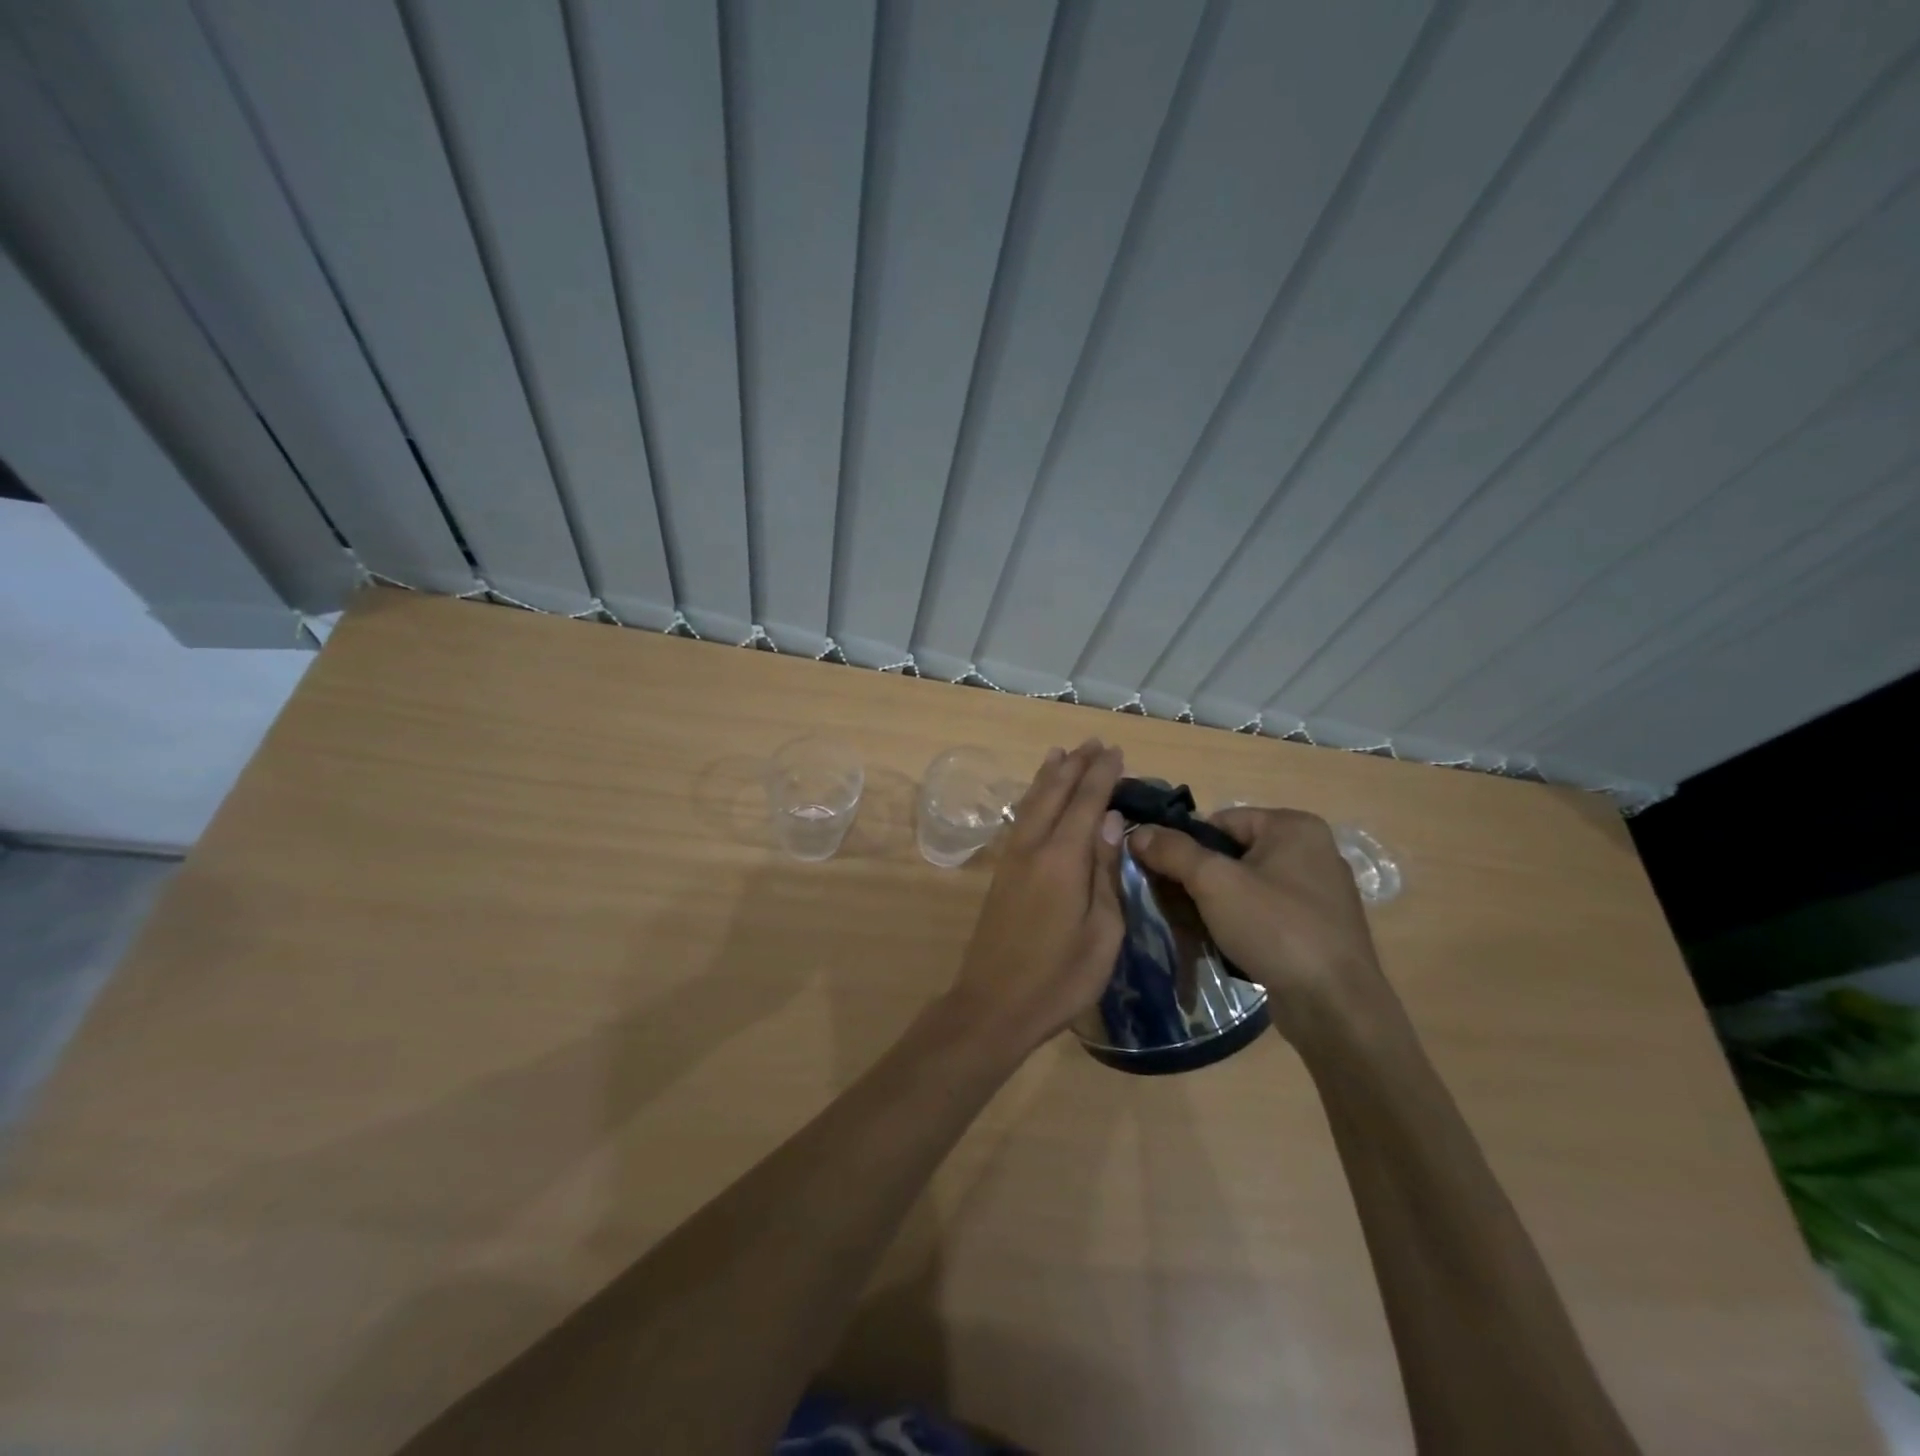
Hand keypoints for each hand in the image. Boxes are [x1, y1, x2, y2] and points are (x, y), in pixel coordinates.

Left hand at [943, 740, 1127, 1054]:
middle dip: (1076, 766)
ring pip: (1032, 803)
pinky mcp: (1002, 874)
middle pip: (1055, 794)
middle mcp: (1033, 848)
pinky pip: (1021, 820)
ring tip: (1061, 752)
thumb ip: (1105, 871)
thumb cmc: (1060, 978)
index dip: (1102, 775)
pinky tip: (1036, 797)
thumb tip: (1110, 821)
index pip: (1086, 803)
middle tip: (1094, 743)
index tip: (1116, 752)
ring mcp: (1012, 859)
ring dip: (1049, 776)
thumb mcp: (1102, 932)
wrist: (993, 1005)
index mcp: (1063, 859)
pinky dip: (1032, 798)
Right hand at [1127, 808, 1393, 1042]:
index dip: (1186, 846)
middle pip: (1232, 853)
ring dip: (1216, 904)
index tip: (1163, 876)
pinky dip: (1241, 923)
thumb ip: (1173, 851)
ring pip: (1246, 885)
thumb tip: (1138, 832)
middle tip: (1174, 905)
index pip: (1219, 821)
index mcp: (1294, 827)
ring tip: (1196, 928)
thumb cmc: (1276, 929)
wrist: (1335, 1006)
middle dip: (1199, 878)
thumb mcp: (1214, 883)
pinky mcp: (1318, 927)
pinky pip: (1265, 912)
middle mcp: (1312, 851)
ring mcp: (1318, 892)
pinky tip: (1226, 945)